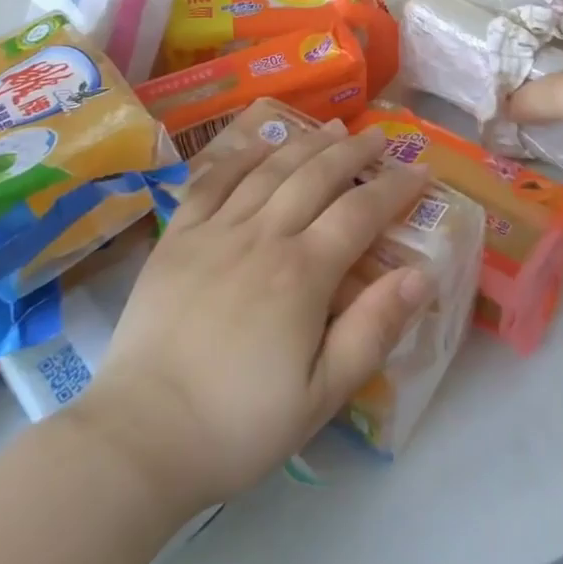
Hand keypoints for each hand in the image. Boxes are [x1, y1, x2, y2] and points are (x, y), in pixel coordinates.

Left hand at [72, 123, 432, 513]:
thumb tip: (421, 275)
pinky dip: (241, 156)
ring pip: (269, 169)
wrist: (142, 436)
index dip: (394, 189)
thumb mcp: (321, 395)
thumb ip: (373, 330)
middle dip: (353, 152)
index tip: (420, 170)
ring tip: (331, 127)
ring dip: (305, 143)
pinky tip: (260, 145)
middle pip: (316, 177)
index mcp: (302, 274)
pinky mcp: (177, 237)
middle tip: (378, 136)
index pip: (360, 214)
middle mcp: (262, 237)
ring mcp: (215, 231)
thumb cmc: (239, 424)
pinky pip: (212, 181)